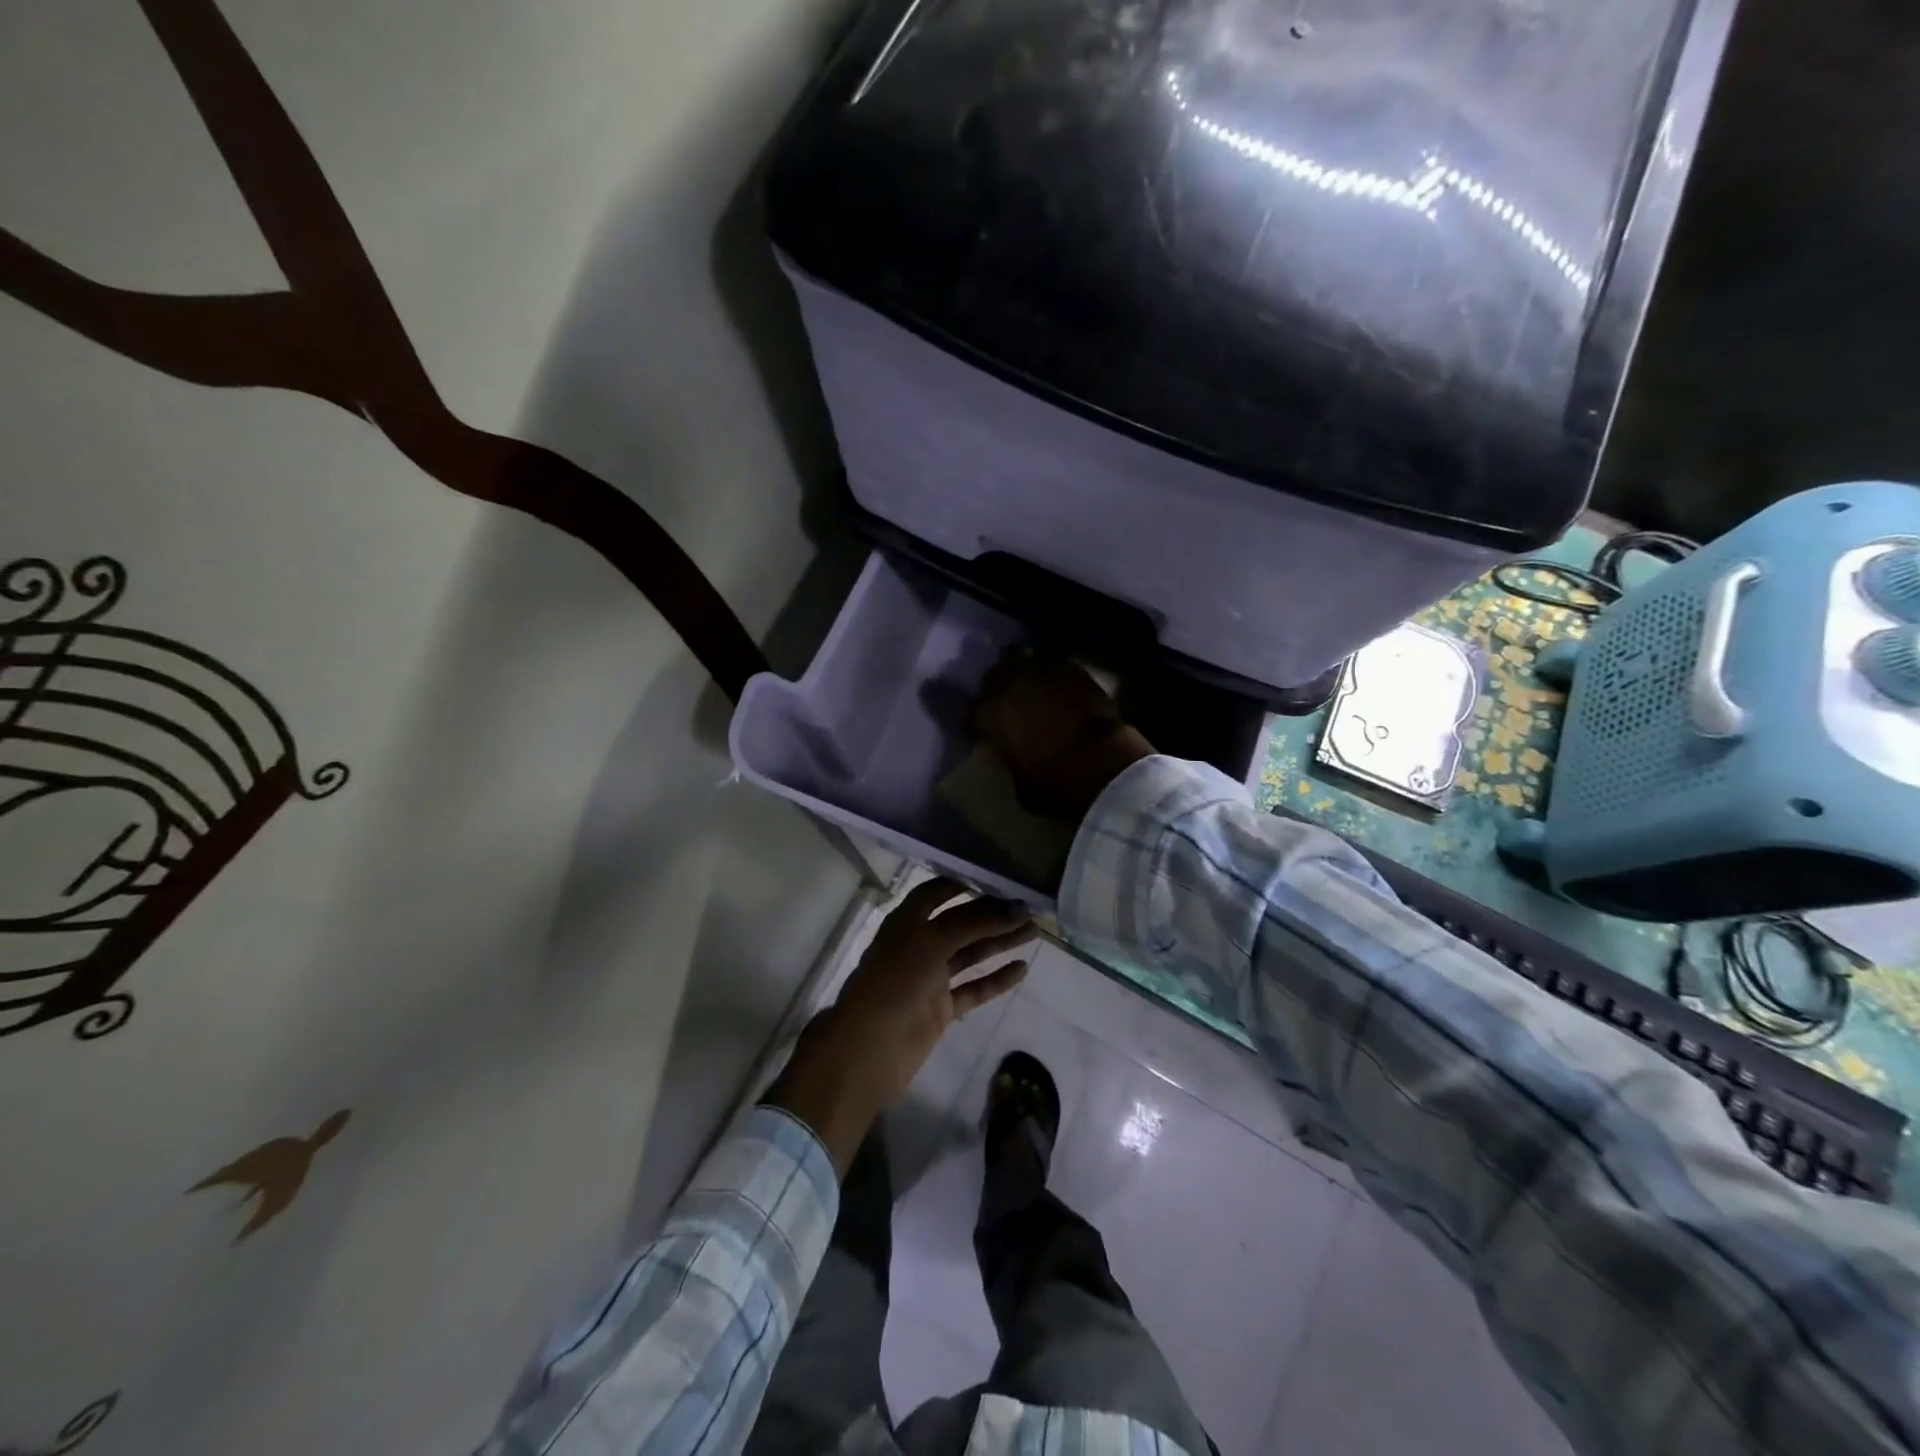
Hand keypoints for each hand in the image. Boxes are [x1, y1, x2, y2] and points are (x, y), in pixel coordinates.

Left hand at [764, 879, 1033, 1171]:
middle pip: (961, 922)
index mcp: (907, 922)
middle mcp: (918, 945)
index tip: (998, 879)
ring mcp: (930, 978)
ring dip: (1000, 942)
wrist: (867, 1052)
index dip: (964, 884)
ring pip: (971, 954)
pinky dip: (996, 979)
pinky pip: (973, 989)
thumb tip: (1015, 907)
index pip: (936, 892)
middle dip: (992, 914)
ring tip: (1035, 931)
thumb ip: (974, 922)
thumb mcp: (931, 942)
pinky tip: (1021, 969)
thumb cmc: (894, 984)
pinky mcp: (940, 1009)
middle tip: (1029, 908)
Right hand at [971, 650, 1154, 822]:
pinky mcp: (1077, 672)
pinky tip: (1064, 693)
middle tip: (1007, 701)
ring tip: (1035, 691)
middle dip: (998, 685)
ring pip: (1027, 664)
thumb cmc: (1054, 783)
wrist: (1102, 764)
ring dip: (1029, 677)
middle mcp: (1012, 685)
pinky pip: (1059, 670)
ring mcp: (1045, 673)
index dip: (979, 722)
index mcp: (991, 714)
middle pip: (996, 675)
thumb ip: (1012, 761)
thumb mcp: (1020, 785)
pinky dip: (1058, 680)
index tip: (984, 731)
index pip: (973, 712)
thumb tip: (1016, 758)